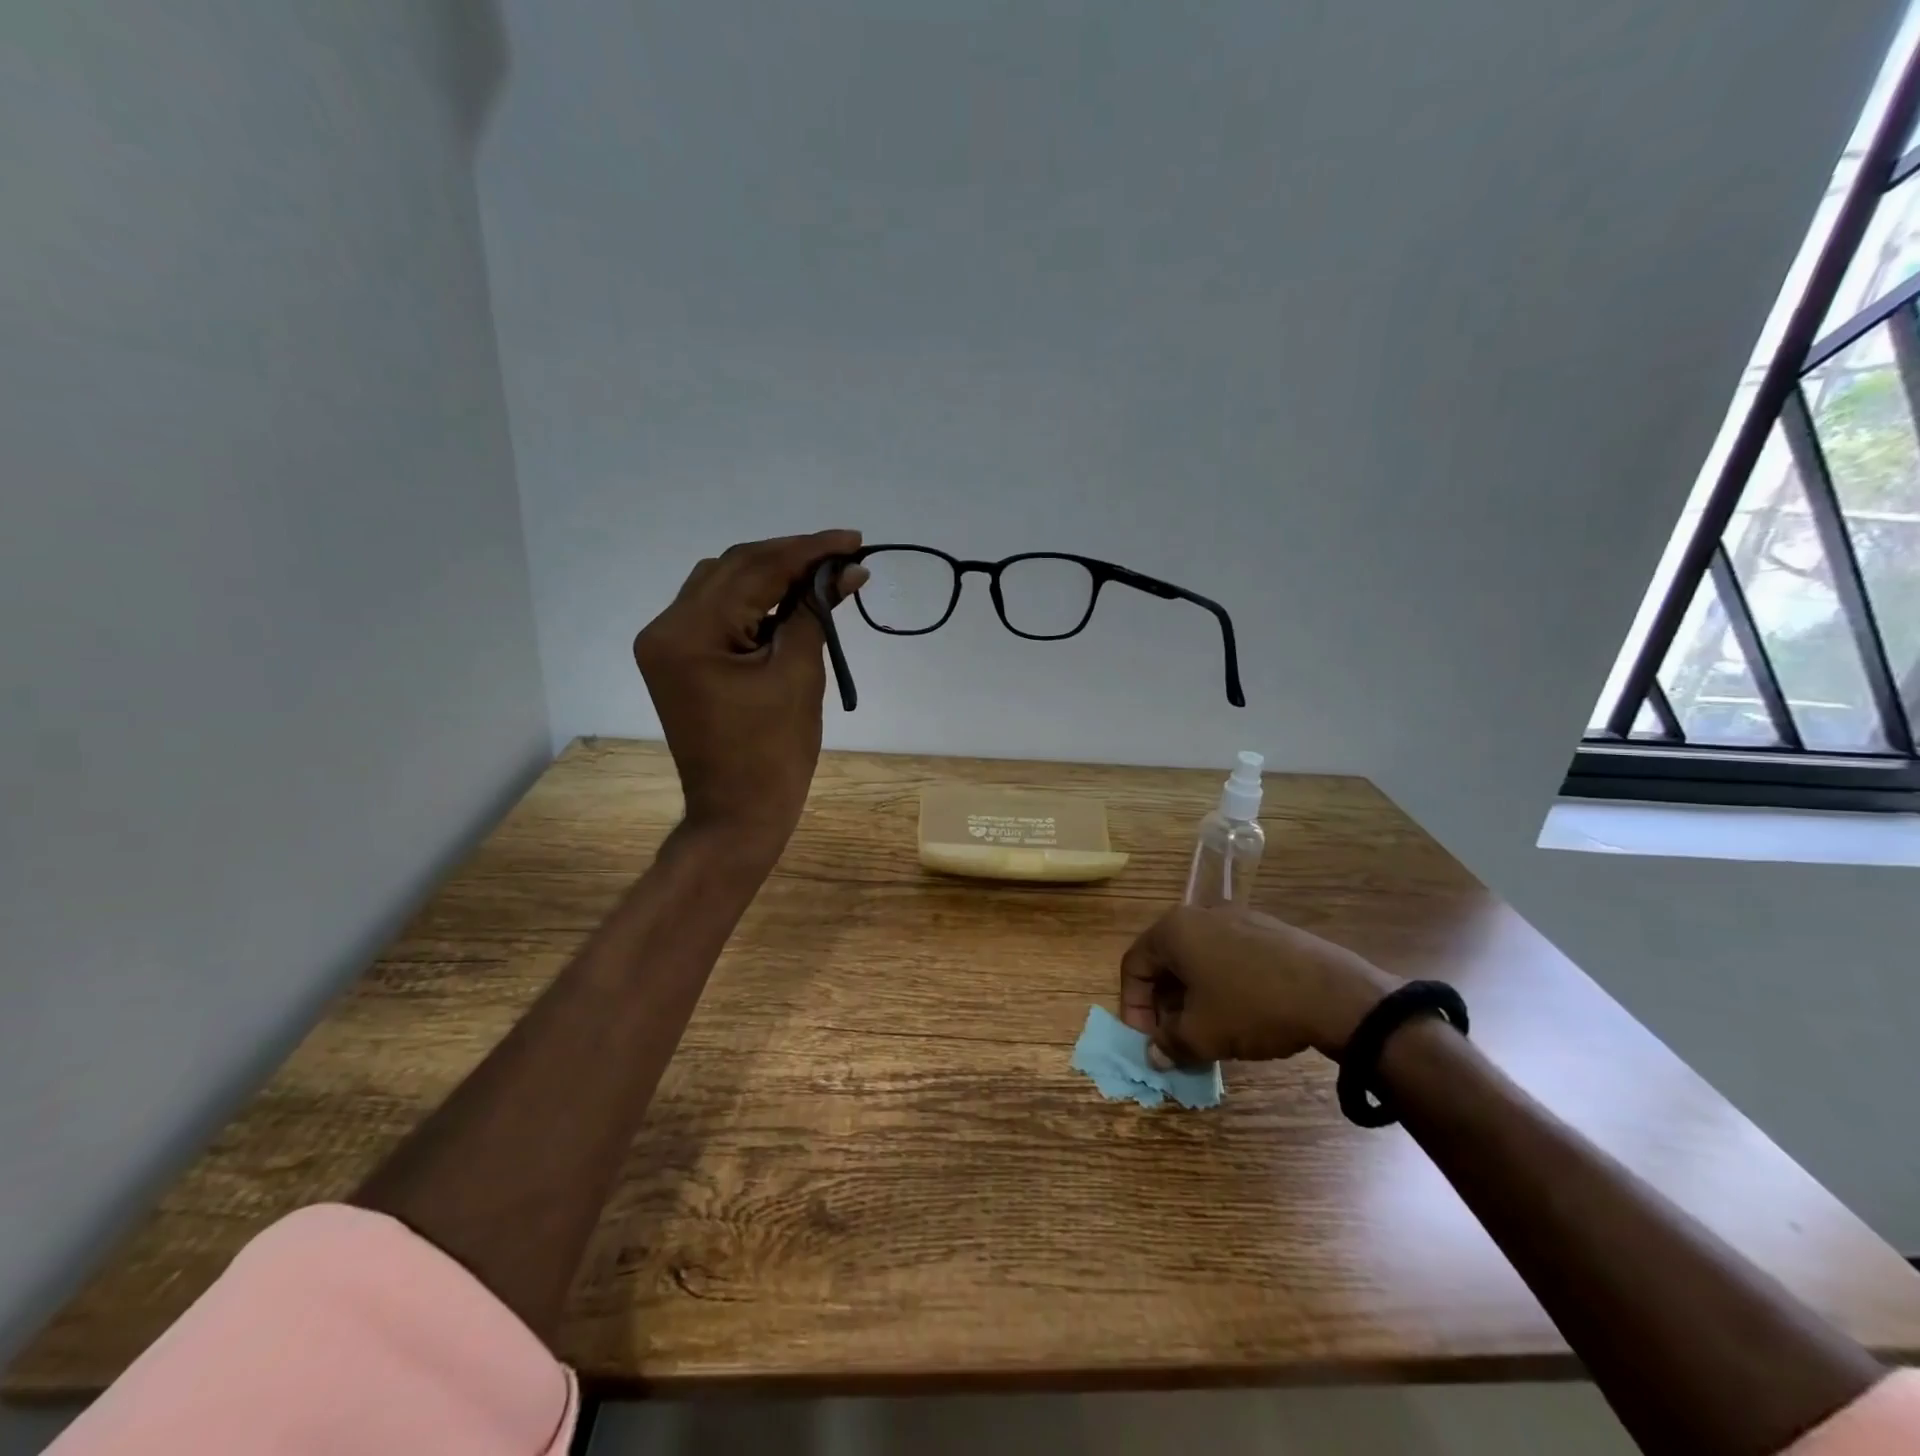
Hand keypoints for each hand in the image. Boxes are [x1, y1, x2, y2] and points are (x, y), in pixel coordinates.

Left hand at [634, 530, 866, 858]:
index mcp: (690, 633)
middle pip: (733, 569)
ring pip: (724, 586)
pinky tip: (792, 600)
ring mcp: (667, 644)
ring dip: (772, 576)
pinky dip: (756, 603)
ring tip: (824, 575)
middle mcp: (666, 628)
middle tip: (844, 556)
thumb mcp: (799, 675)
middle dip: (791, 558)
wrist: (737, 814)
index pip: (754, 569)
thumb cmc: (773, 754)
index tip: (854, 539)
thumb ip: (817, 613)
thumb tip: (848, 571)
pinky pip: (719, 614)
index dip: (808, 549)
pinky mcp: (679, 660)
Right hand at [1119, 905, 1399, 1066]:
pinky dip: (1222, 986)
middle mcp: (1199, 915)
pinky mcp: (1267, 931)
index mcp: (1173, 930)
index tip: (1148, 1041)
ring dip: (1193, 998)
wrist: (1334, 994)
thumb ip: (1169, 1044)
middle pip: (1165, 961)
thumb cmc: (1252, 1007)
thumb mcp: (1202, 1034)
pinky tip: (1242, 1016)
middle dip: (1164, 1005)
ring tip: (1208, 1032)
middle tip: (1175, 1040)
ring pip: (1198, 960)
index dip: (1133, 1007)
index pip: (1133, 965)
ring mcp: (1236, 918)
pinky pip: (1228, 957)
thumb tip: (1154, 1055)